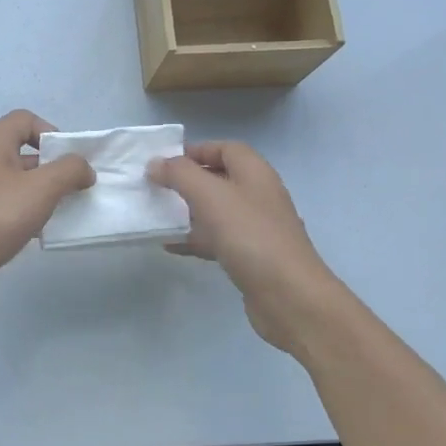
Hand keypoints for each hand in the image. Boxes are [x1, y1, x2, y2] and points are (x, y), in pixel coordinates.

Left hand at [0, 110, 94, 315]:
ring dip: (40, 193)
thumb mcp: (42, 188)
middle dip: (51, 167)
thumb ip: (69, 171)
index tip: (69, 161)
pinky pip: (4, 205)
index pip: (26, 120)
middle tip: (73, 189)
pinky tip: (37, 233)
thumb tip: (84, 168)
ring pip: (15, 181)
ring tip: (61, 212)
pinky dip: (23, 213)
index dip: (52, 134)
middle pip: (22, 151)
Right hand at [148, 141, 343, 352]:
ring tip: (157, 214)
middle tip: (156, 187)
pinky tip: (170, 245)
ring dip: (188, 211)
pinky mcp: (251, 257)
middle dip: (188, 181)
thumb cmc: (250, 235)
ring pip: (217, 211)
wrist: (289, 296)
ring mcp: (257, 228)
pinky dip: (195, 239)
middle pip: (220, 178)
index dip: (197, 150)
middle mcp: (258, 195)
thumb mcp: (211, 195)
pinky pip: (218, 239)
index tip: (164, 161)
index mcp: (255, 173)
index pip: (226, 148)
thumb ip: (180, 174)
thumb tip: (156, 163)